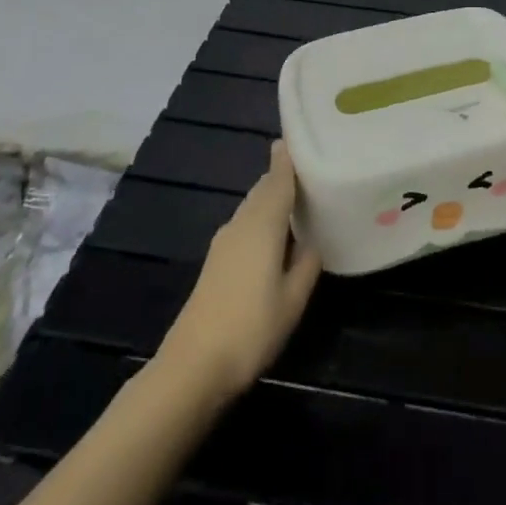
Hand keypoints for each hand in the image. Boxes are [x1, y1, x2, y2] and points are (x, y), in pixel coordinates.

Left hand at [157, 140, 321, 399]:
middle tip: (309, 171)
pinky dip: (262, 219)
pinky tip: (275, 236)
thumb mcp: (293, 299)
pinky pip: (245, 225)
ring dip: (272, 199)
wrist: (193, 366)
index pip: (278, 179)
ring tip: (298, 201)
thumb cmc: (250, 328)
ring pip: (253, 208)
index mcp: (263, 223)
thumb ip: (306, 264)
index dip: (287, 158)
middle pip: (264, 190)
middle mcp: (241, 223)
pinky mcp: (216, 261)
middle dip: (282, 178)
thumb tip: (313, 240)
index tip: (297, 138)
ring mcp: (224, 242)